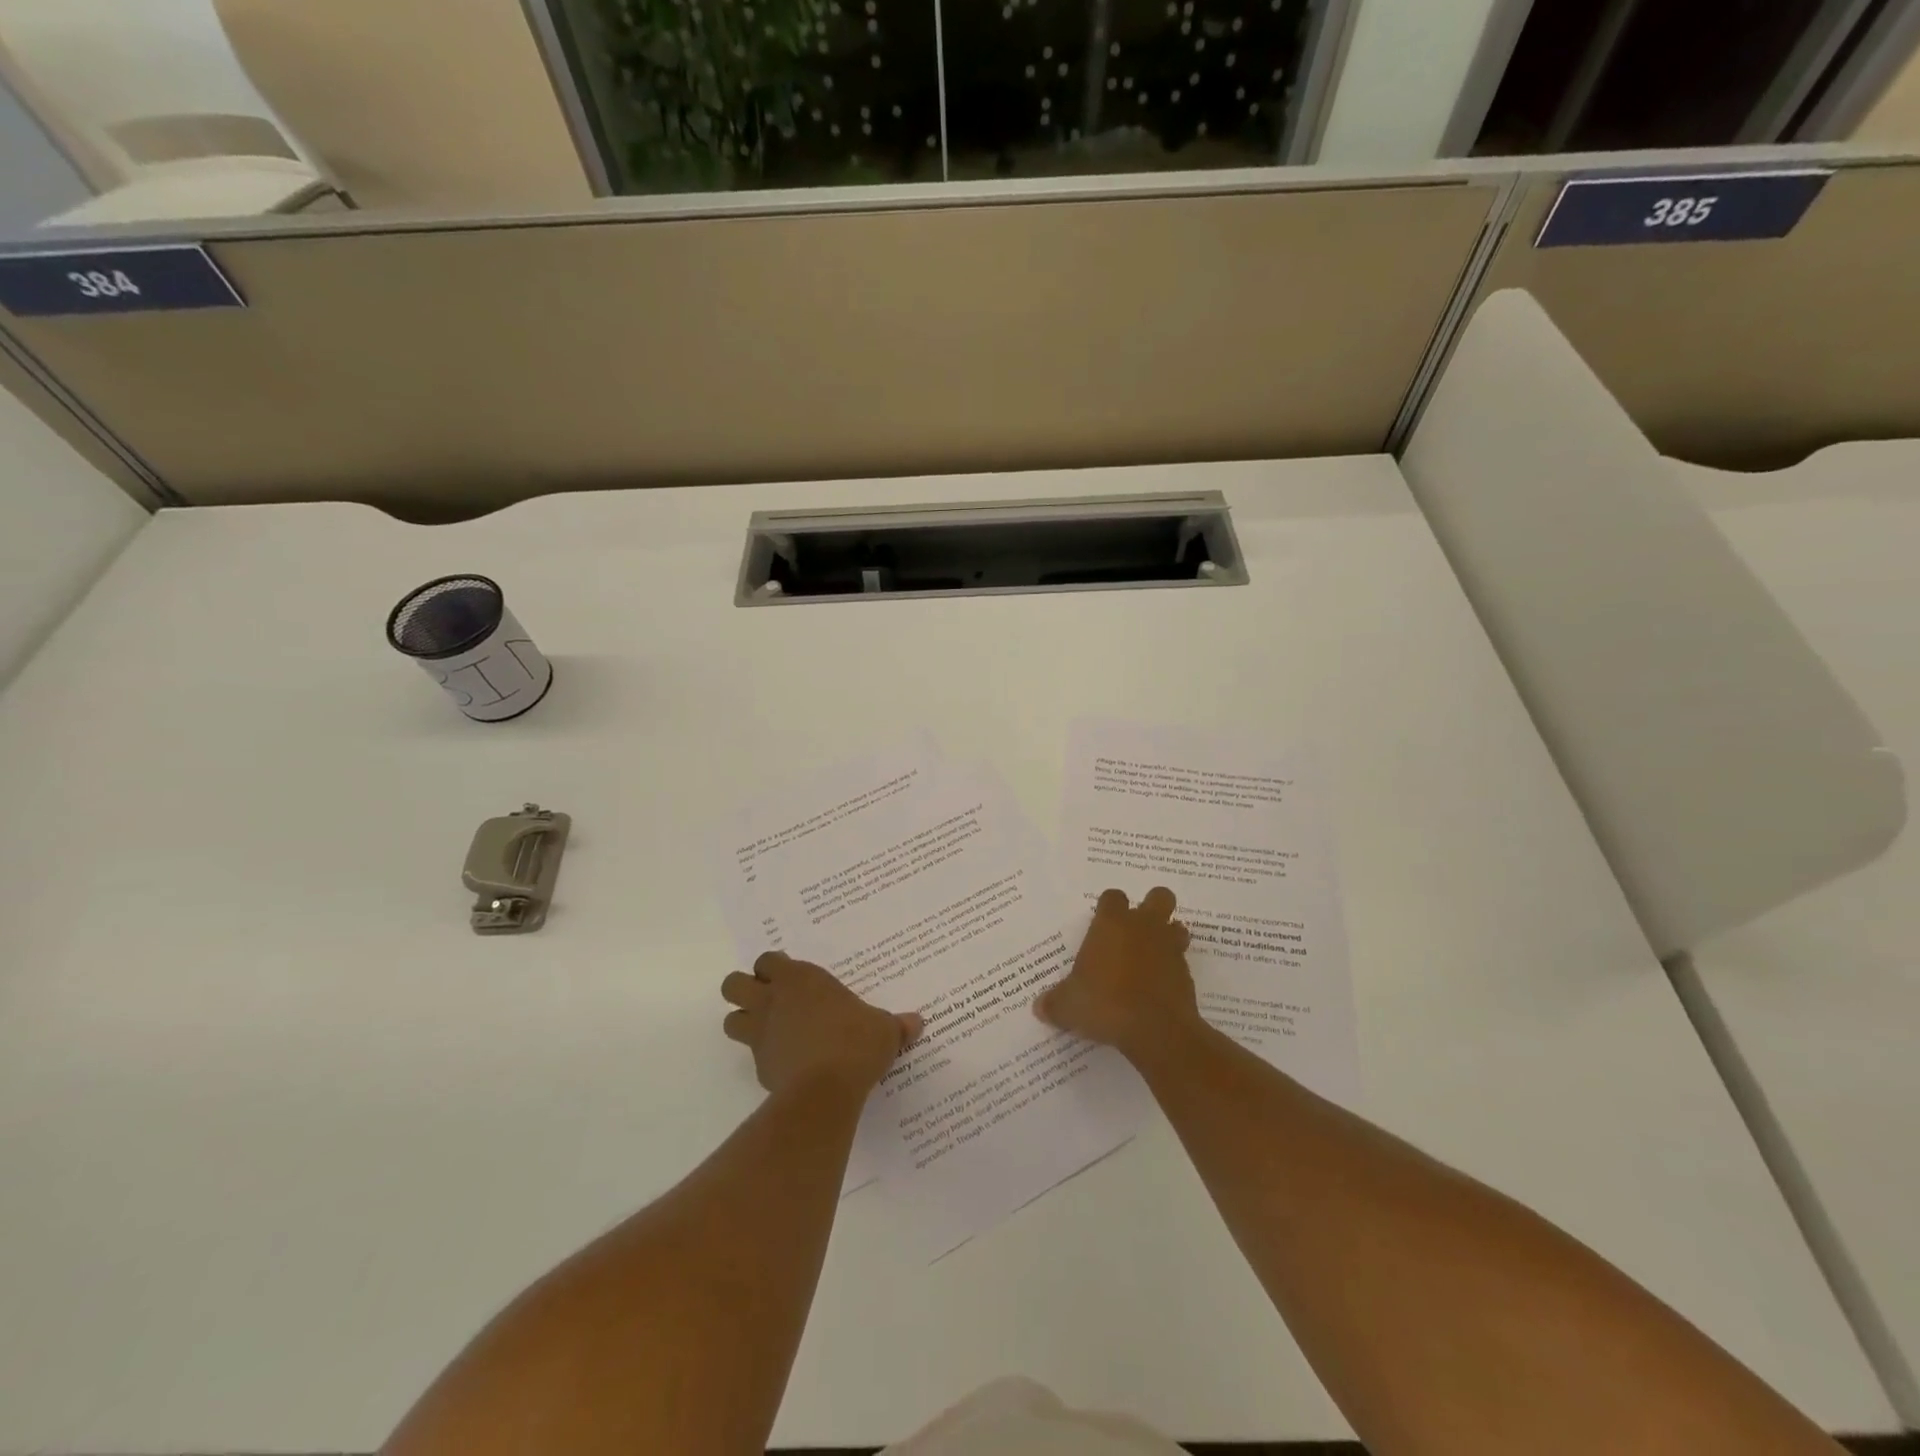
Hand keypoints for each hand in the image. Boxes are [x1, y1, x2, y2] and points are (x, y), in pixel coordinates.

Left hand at [721, 952, 921, 1096]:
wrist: (826, 1089)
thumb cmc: (855, 1042)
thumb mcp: (884, 1029)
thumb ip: (896, 1025)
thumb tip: (917, 1023)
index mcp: (800, 978)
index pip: (768, 960)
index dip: (774, 967)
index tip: (791, 977)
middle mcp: (773, 1000)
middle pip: (733, 984)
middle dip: (744, 989)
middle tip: (769, 999)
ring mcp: (761, 1034)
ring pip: (731, 1020)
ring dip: (744, 1022)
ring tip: (770, 1030)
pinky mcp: (759, 1067)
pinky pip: (751, 1056)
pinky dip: (763, 1056)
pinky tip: (787, 1063)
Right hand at [1034, 886, 1201, 1061]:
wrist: (1156, 1030)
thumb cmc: (1105, 1003)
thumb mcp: (1068, 1006)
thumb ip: (1054, 1003)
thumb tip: (1039, 1007)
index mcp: (1112, 923)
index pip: (1113, 896)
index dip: (1109, 907)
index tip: (1102, 924)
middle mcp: (1144, 927)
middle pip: (1159, 897)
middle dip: (1152, 907)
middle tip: (1136, 930)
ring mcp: (1170, 948)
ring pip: (1177, 927)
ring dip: (1167, 937)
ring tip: (1151, 958)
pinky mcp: (1187, 974)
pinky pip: (1182, 962)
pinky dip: (1172, 971)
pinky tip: (1158, 990)